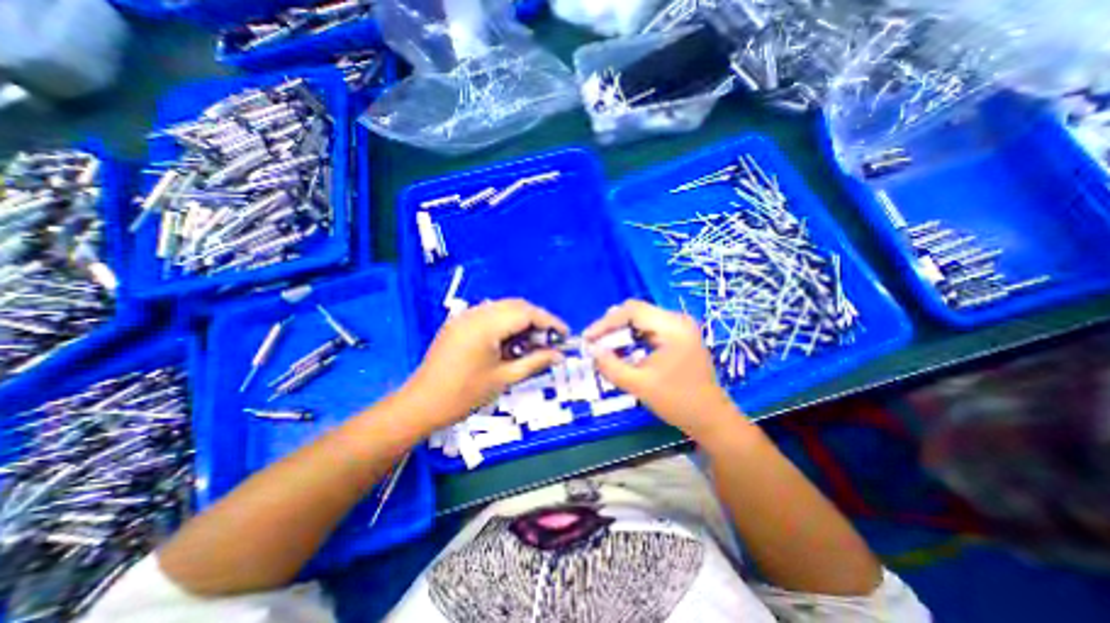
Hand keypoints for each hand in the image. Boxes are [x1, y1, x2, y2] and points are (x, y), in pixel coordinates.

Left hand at [405, 298, 567, 428]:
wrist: (421, 404)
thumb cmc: (464, 395)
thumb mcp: (504, 378)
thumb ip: (535, 362)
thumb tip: (559, 355)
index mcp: (486, 325)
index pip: (527, 312)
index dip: (550, 321)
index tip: (565, 334)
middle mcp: (476, 313)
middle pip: (516, 306)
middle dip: (538, 320)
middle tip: (551, 340)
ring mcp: (465, 316)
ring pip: (503, 309)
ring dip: (522, 321)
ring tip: (533, 343)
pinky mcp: (459, 323)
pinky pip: (490, 315)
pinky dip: (506, 324)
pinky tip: (512, 342)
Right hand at [585, 298, 739, 435]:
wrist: (711, 418)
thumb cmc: (678, 402)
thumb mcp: (639, 385)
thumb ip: (611, 366)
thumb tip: (592, 350)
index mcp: (673, 327)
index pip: (632, 311)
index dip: (606, 322)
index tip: (588, 338)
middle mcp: (678, 320)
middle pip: (636, 312)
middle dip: (612, 326)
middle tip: (594, 342)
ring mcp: (680, 327)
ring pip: (642, 319)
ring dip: (621, 331)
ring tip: (604, 346)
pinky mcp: (679, 336)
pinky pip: (650, 329)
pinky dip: (633, 337)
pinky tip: (622, 349)